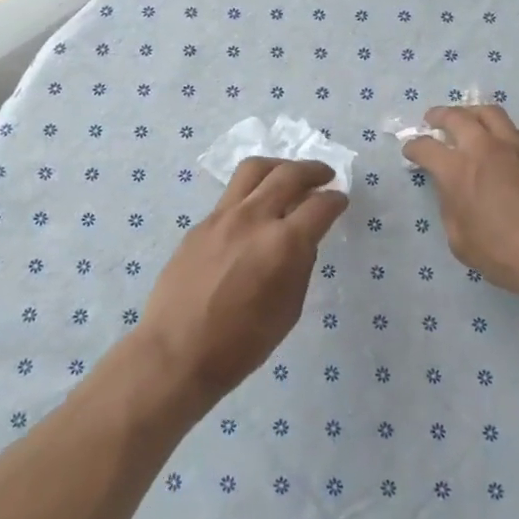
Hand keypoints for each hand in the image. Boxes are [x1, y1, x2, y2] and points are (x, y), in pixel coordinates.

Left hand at [134, 158, 347, 410]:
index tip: (341, 200)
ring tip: (289, 174)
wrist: (177, 351)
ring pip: (254, 170)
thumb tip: (301, 240)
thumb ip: (300, 266)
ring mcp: (222, 216)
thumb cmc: (241, 344)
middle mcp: (254, 218)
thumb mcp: (288, 309)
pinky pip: (232, 195)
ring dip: (279, 166)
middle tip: (325, 175)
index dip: (336, 200)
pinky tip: (256, 209)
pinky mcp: (200, 224)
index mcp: (283, 243)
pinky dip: (252, 191)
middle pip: (288, 174)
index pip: (320, 206)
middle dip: (313, 171)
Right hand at [404, 105, 518, 298]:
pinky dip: (505, 135)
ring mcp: (518, 146)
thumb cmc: (505, 254)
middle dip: (440, 116)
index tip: (411, 151)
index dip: (414, 147)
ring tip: (471, 122)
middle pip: (457, 116)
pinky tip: (507, 149)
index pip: (426, 147)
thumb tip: (452, 190)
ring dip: (474, 115)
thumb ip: (450, 208)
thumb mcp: (460, 241)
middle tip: (434, 120)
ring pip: (492, 114)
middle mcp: (485, 148)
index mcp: (458, 170)